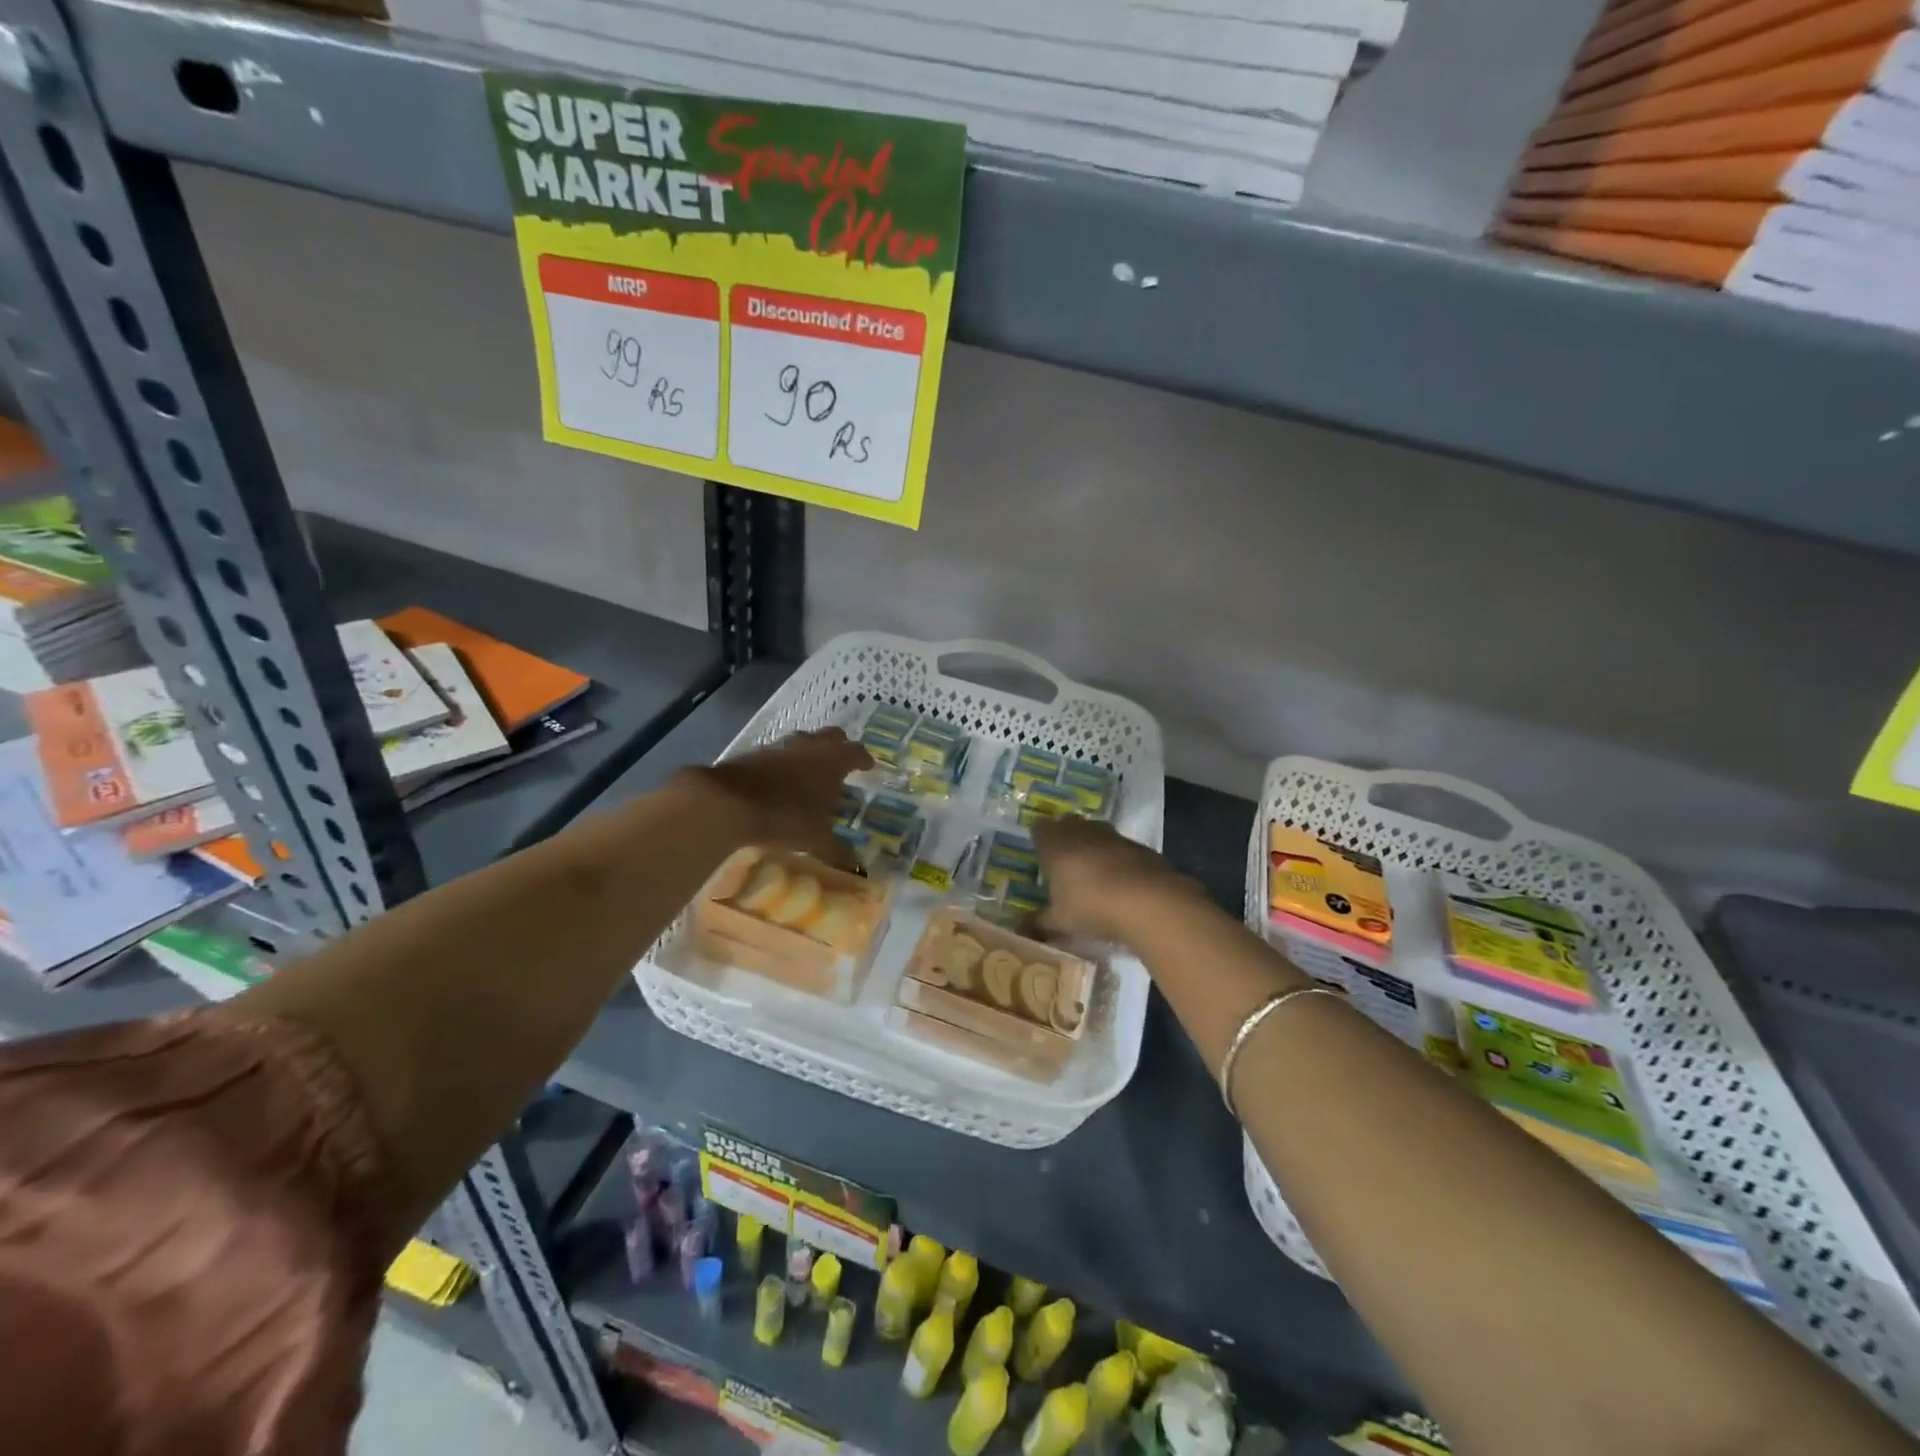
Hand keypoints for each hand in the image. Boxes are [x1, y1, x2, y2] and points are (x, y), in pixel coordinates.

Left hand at [683, 729, 871, 861]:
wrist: (729, 802)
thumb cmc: (786, 817)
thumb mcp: (817, 840)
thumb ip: (839, 852)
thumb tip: (858, 869)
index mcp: (833, 761)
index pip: (857, 752)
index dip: (864, 759)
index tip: (868, 767)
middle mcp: (810, 746)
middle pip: (832, 736)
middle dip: (840, 746)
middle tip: (843, 762)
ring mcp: (781, 746)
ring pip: (804, 740)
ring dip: (810, 751)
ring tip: (811, 771)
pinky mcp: (755, 752)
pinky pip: (778, 752)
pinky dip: (785, 762)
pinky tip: (781, 779)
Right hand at [1031, 816, 1202, 942]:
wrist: (1149, 901)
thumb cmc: (1092, 906)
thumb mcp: (1059, 922)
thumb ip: (1038, 924)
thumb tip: (1021, 928)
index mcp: (1055, 844)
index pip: (1040, 829)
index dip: (1039, 840)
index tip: (1040, 857)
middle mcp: (1082, 832)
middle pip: (1068, 825)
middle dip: (1065, 840)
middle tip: (1063, 864)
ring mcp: (1113, 836)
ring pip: (1096, 833)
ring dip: (1092, 848)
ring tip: (1092, 874)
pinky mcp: (1139, 847)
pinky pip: (1121, 848)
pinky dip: (1117, 860)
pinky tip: (1120, 883)